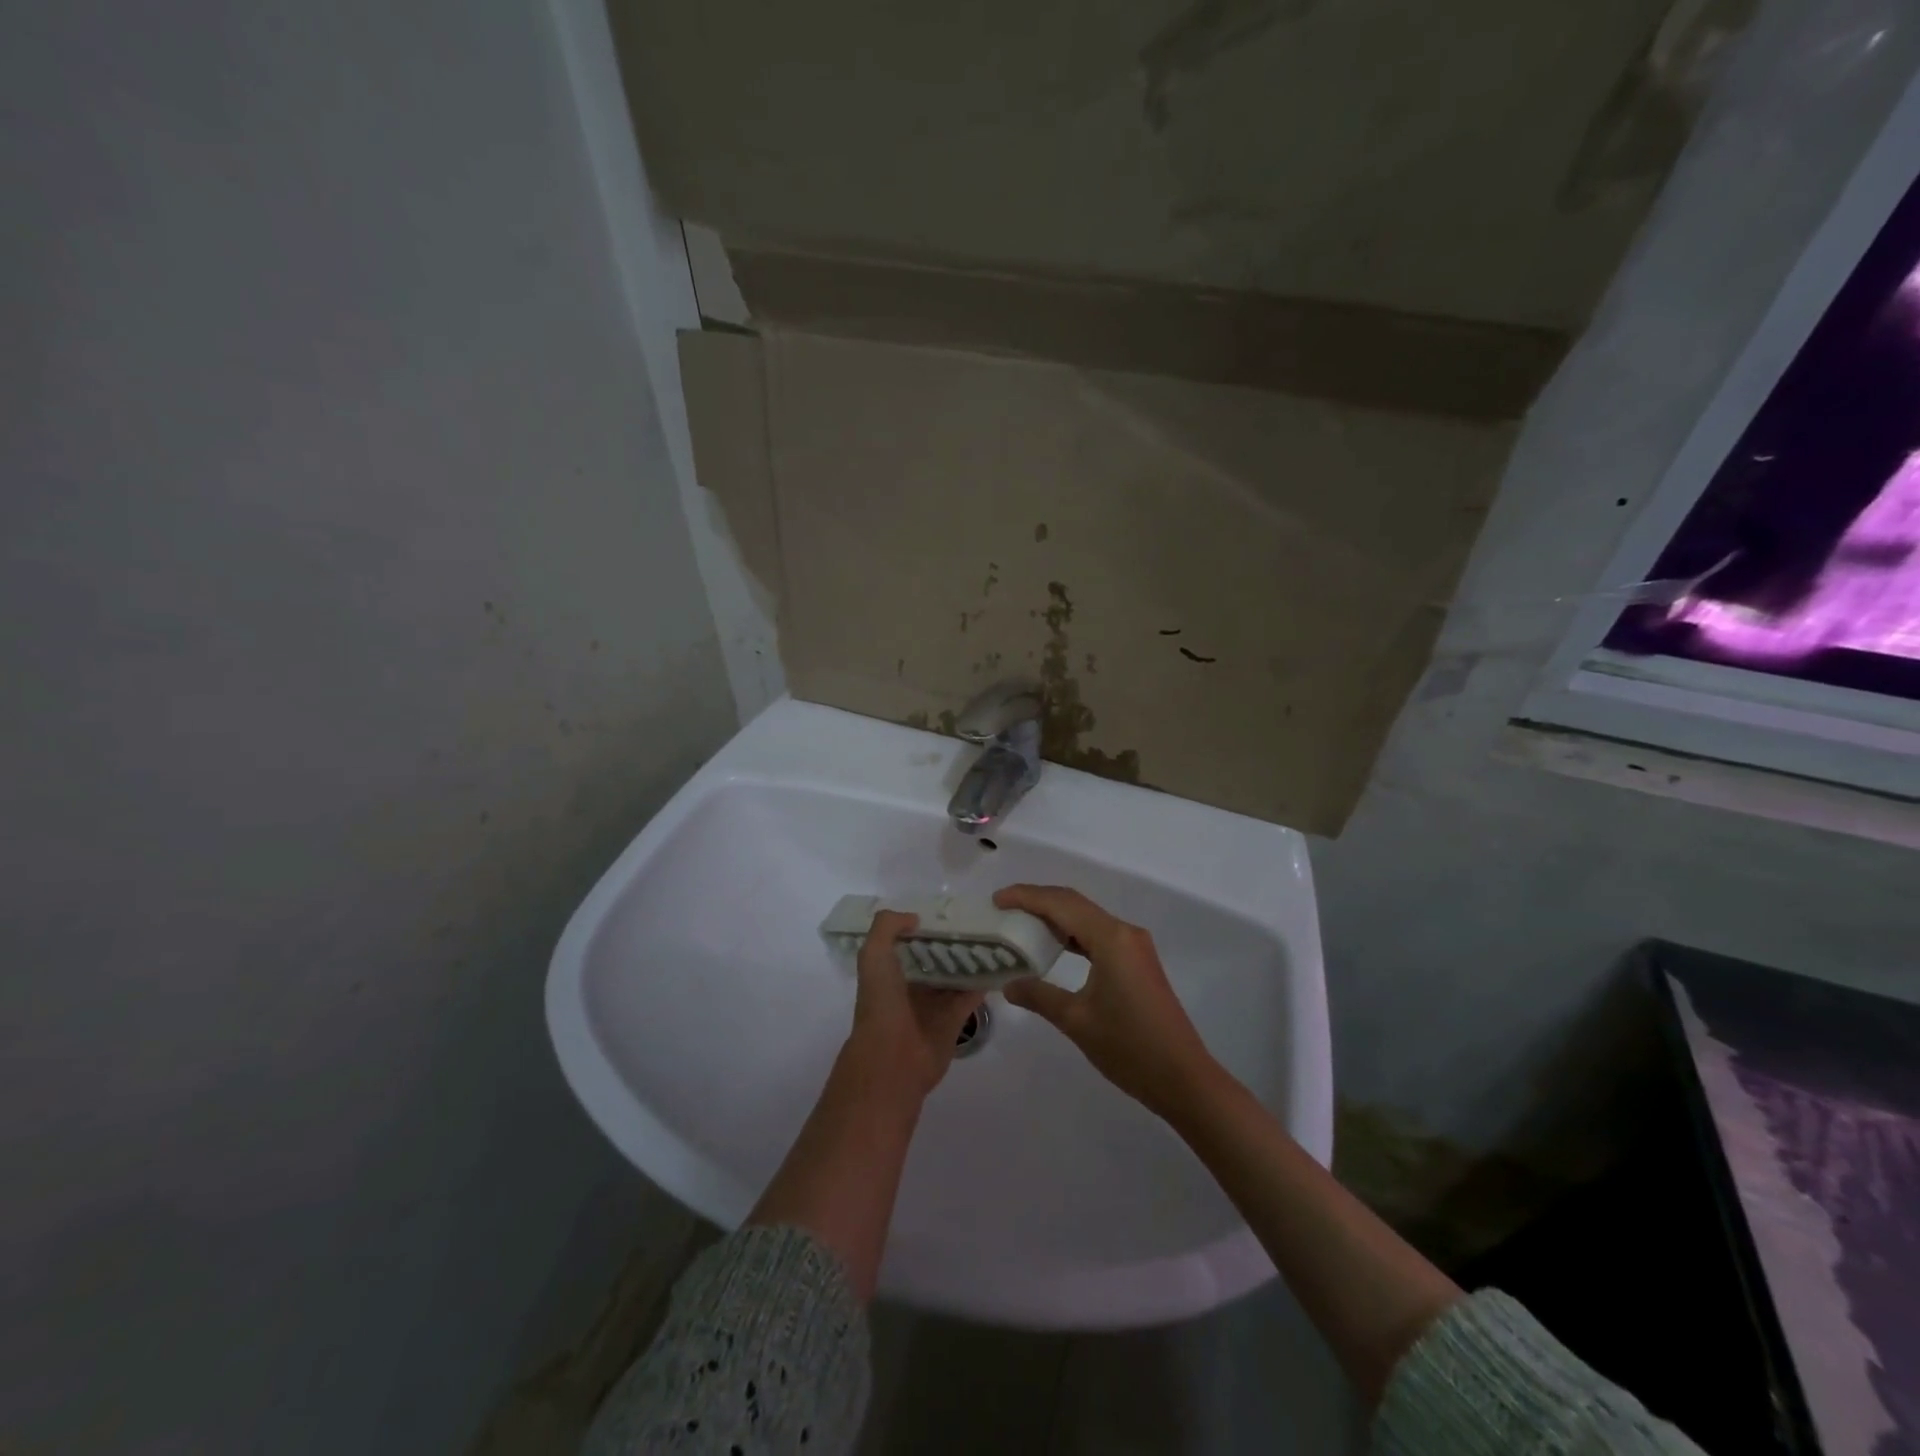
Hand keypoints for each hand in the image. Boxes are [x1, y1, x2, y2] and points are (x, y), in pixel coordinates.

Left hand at [846, 911, 984, 1098]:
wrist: (893, 1058)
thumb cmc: (881, 1003)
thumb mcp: (873, 955)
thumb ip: (887, 927)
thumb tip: (915, 917)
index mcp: (890, 970)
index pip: (910, 941)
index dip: (924, 924)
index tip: (948, 907)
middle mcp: (913, 985)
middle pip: (936, 956)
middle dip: (952, 939)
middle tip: (978, 917)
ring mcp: (935, 1003)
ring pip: (956, 974)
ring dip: (971, 958)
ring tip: (995, 933)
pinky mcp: (955, 1019)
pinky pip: (972, 994)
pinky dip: (984, 981)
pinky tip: (1000, 961)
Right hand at [995, 884, 1215, 1117]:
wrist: (1184, 1079)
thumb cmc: (1129, 1047)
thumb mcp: (1076, 1021)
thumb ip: (1039, 996)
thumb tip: (1009, 984)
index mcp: (1111, 939)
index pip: (1061, 904)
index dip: (1026, 896)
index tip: (997, 899)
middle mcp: (1125, 933)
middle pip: (1075, 904)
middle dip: (1038, 901)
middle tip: (1004, 909)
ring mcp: (1135, 947)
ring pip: (1088, 918)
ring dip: (1056, 918)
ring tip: (1022, 925)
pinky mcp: (1138, 962)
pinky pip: (1099, 935)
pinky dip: (1073, 935)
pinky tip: (1054, 947)